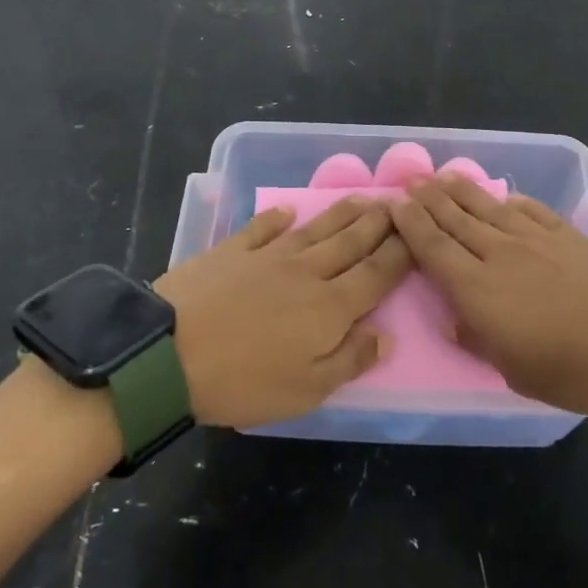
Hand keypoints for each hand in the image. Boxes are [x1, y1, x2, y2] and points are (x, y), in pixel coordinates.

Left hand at [156, 198, 412, 428]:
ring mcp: (268, 256)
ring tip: (363, 198)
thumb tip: (386, 335)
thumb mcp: (306, 390)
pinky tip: (288, 210)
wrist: (170, 353)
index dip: (400, 253)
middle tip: (398, 202)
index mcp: (330, 307)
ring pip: (316, 229)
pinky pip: (262, 228)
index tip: (417, 232)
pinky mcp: (233, 251)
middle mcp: (306, 272)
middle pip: (351, 243)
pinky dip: (277, 218)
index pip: (376, 274)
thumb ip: (349, 359)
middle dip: (378, 223)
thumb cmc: (243, 381)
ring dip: (342, 213)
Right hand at [390, 174, 587, 420]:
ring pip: (487, 208)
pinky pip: (528, 209)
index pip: (433, 249)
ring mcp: (536, 239)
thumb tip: (456, 320)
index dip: (410, 225)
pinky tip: (502, 197)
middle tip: (409, 182)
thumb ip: (481, 343)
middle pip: (455, 220)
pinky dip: (509, 200)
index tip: (393, 205)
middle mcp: (500, 255)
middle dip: (428, 199)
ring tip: (442, 177)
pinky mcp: (568, 234)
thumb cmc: (581, 371)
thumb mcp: (520, 374)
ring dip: (460, 191)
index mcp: (479, 291)